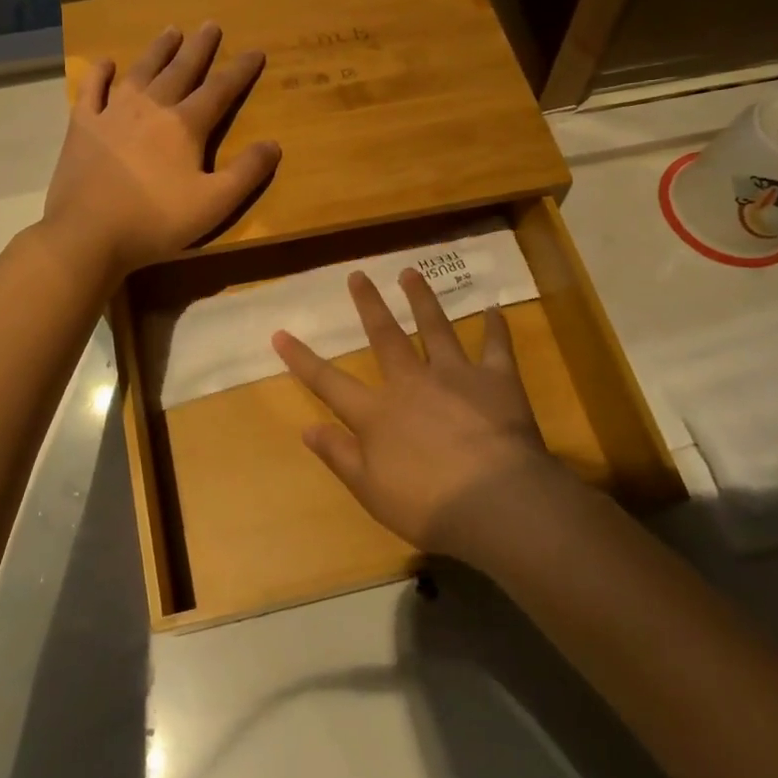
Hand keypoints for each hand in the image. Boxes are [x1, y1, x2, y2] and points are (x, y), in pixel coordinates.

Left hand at [43, 23, 280, 279]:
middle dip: (199, 48)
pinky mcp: (82, 127)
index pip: (219, 90)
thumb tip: (274, 144)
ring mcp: (112, 113)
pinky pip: (91, 91)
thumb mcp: (214, 204)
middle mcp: (150, 108)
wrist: (88, 234)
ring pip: (140, 72)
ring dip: (157, 50)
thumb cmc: (156, 221)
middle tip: (210, 25)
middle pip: (180, 70)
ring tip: (170, 31)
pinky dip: (99, 74)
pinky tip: (106, 63)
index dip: (240, 70)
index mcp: (184, 126)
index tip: (255, 51)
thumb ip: (246, 173)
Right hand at [271, 268, 566, 565]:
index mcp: (378, 413)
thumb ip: (339, 455)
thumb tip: (307, 428)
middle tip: (358, 275)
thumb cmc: (427, 505)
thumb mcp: (370, 490)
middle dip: (369, 305)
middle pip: (386, 336)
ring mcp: (456, 376)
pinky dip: (496, 328)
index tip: (280, 333)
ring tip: (411, 273)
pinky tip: (494, 309)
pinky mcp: (497, 381)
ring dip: (422, 299)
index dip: (302, 359)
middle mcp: (412, 382)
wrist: (497, 502)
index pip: (329, 382)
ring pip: (436, 328)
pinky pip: (496, 347)